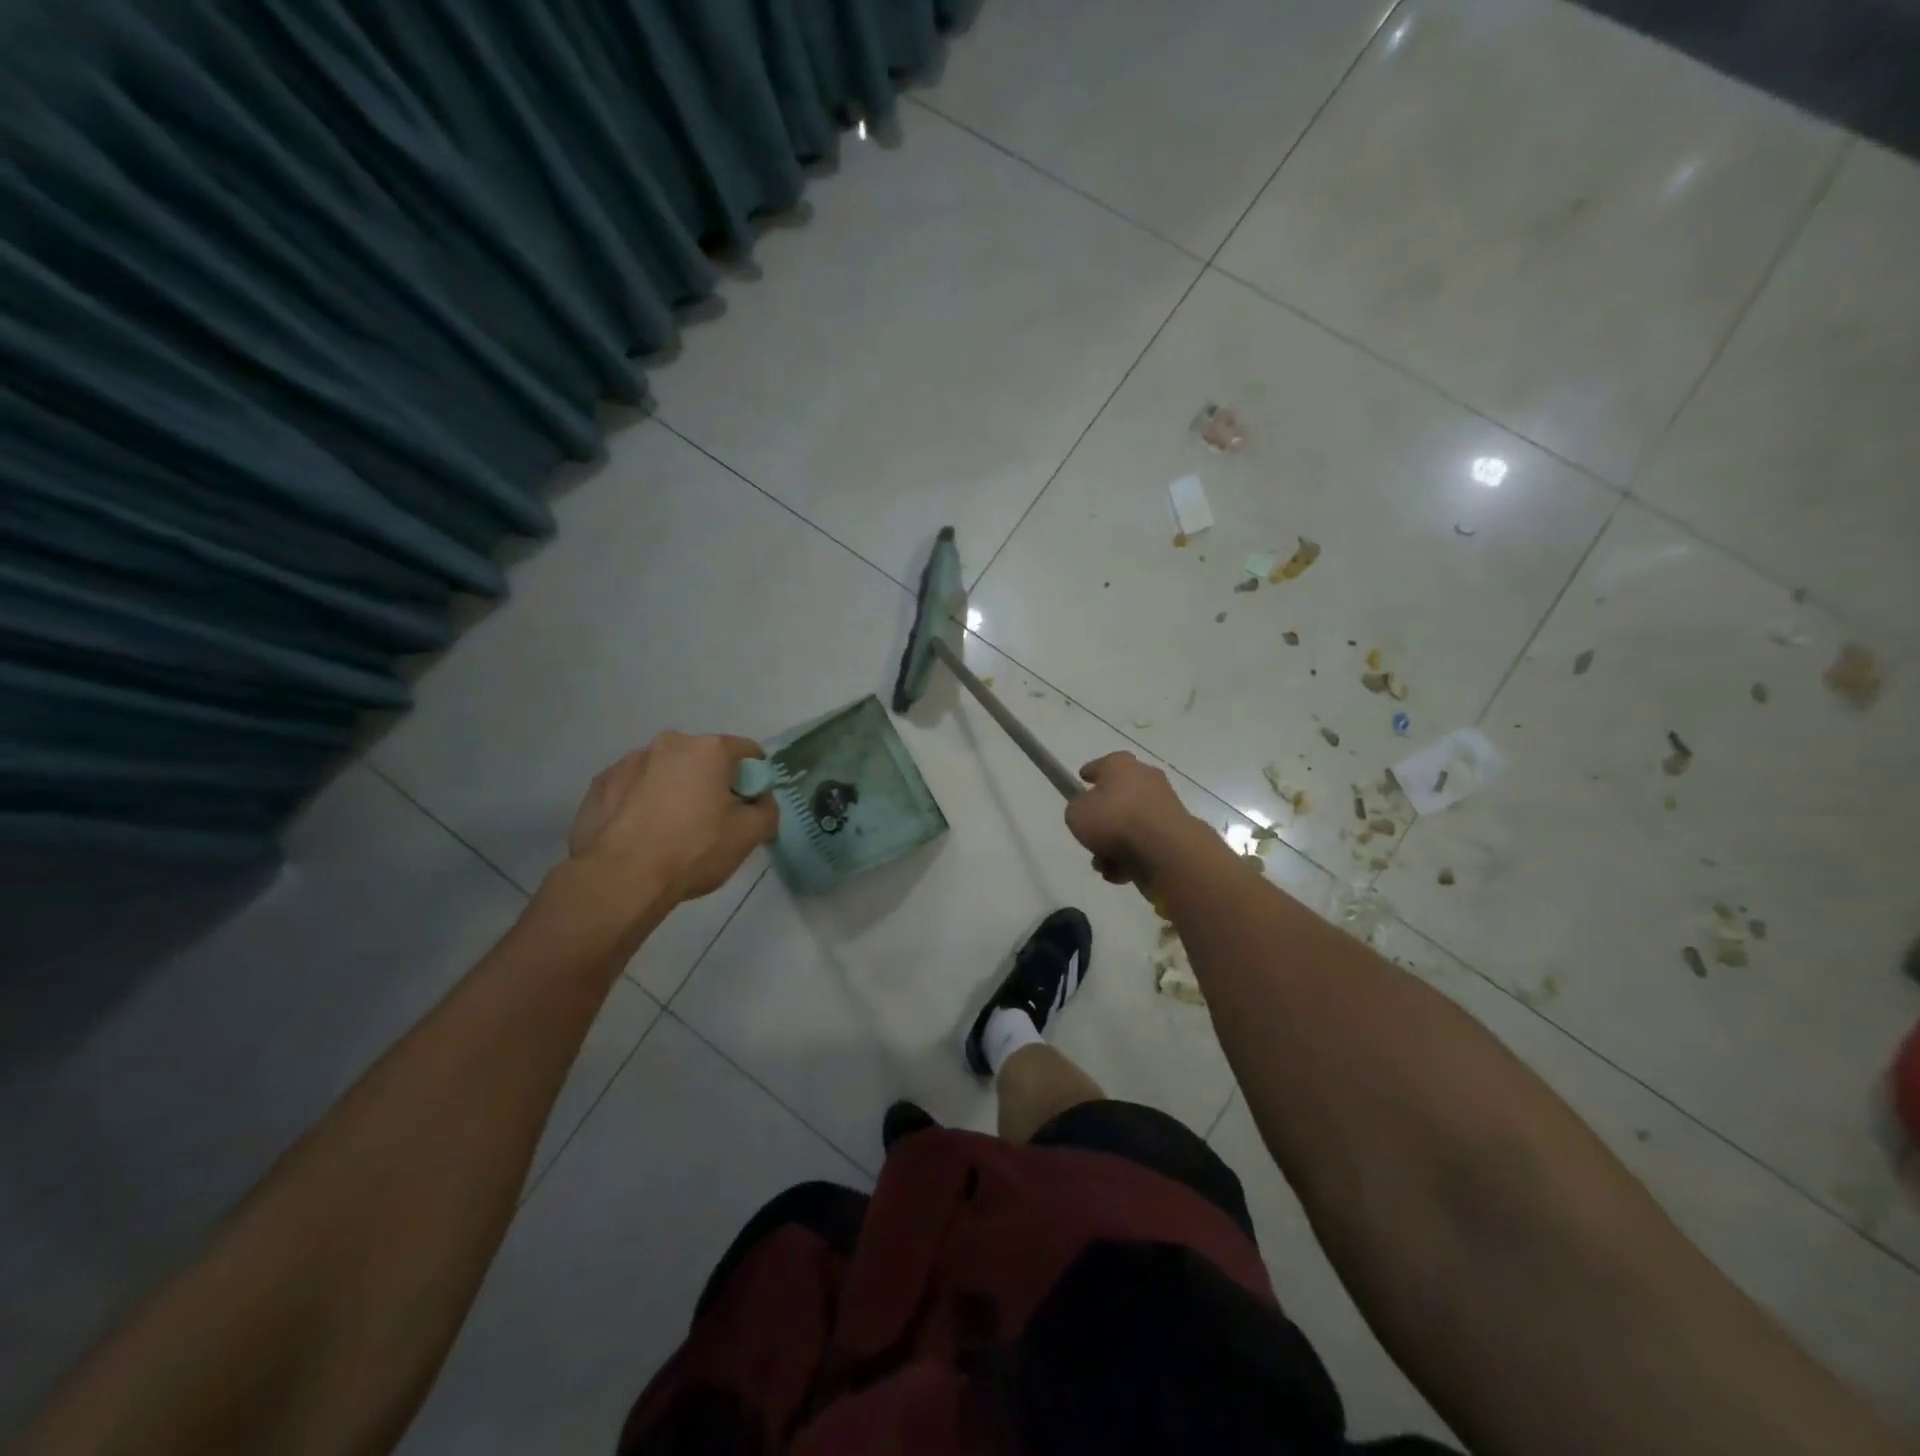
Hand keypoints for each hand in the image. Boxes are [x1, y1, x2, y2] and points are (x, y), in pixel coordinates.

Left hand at [568, 732, 777, 904]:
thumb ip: (767, 810)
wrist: (619, 879)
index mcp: (709, 749)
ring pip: (665, 771)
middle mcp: (669, 743)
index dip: (754, 778)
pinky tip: (641, 832)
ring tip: (669, 829)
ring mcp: (629, 761)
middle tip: (711, 820)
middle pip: (703, 759)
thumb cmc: (693, 851)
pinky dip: (642, 801)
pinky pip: (633, 786)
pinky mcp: (600, 783)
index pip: (747, 752)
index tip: (749, 805)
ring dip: (674, 789)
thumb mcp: (749, 836)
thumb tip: (760, 801)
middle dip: (711, 782)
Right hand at [1065, 752, 1212, 886]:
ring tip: (1104, 864)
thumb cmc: (1114, 820)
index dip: (1089, 774)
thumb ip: (1077, 810)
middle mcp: (1145, 778)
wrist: (1163, 849)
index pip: (1101, 765)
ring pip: (1130, 824)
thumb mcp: (1076, 814)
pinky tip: (1121, 873)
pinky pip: (1145, 842)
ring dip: (1115, 845)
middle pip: (1118, 797)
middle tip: (1090, 836)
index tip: (1081, 781)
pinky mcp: (1175, 831)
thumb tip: (1088, 813)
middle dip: (1103, 820)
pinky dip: (1132, 856)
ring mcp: (1164, 804)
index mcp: (1120, 765)